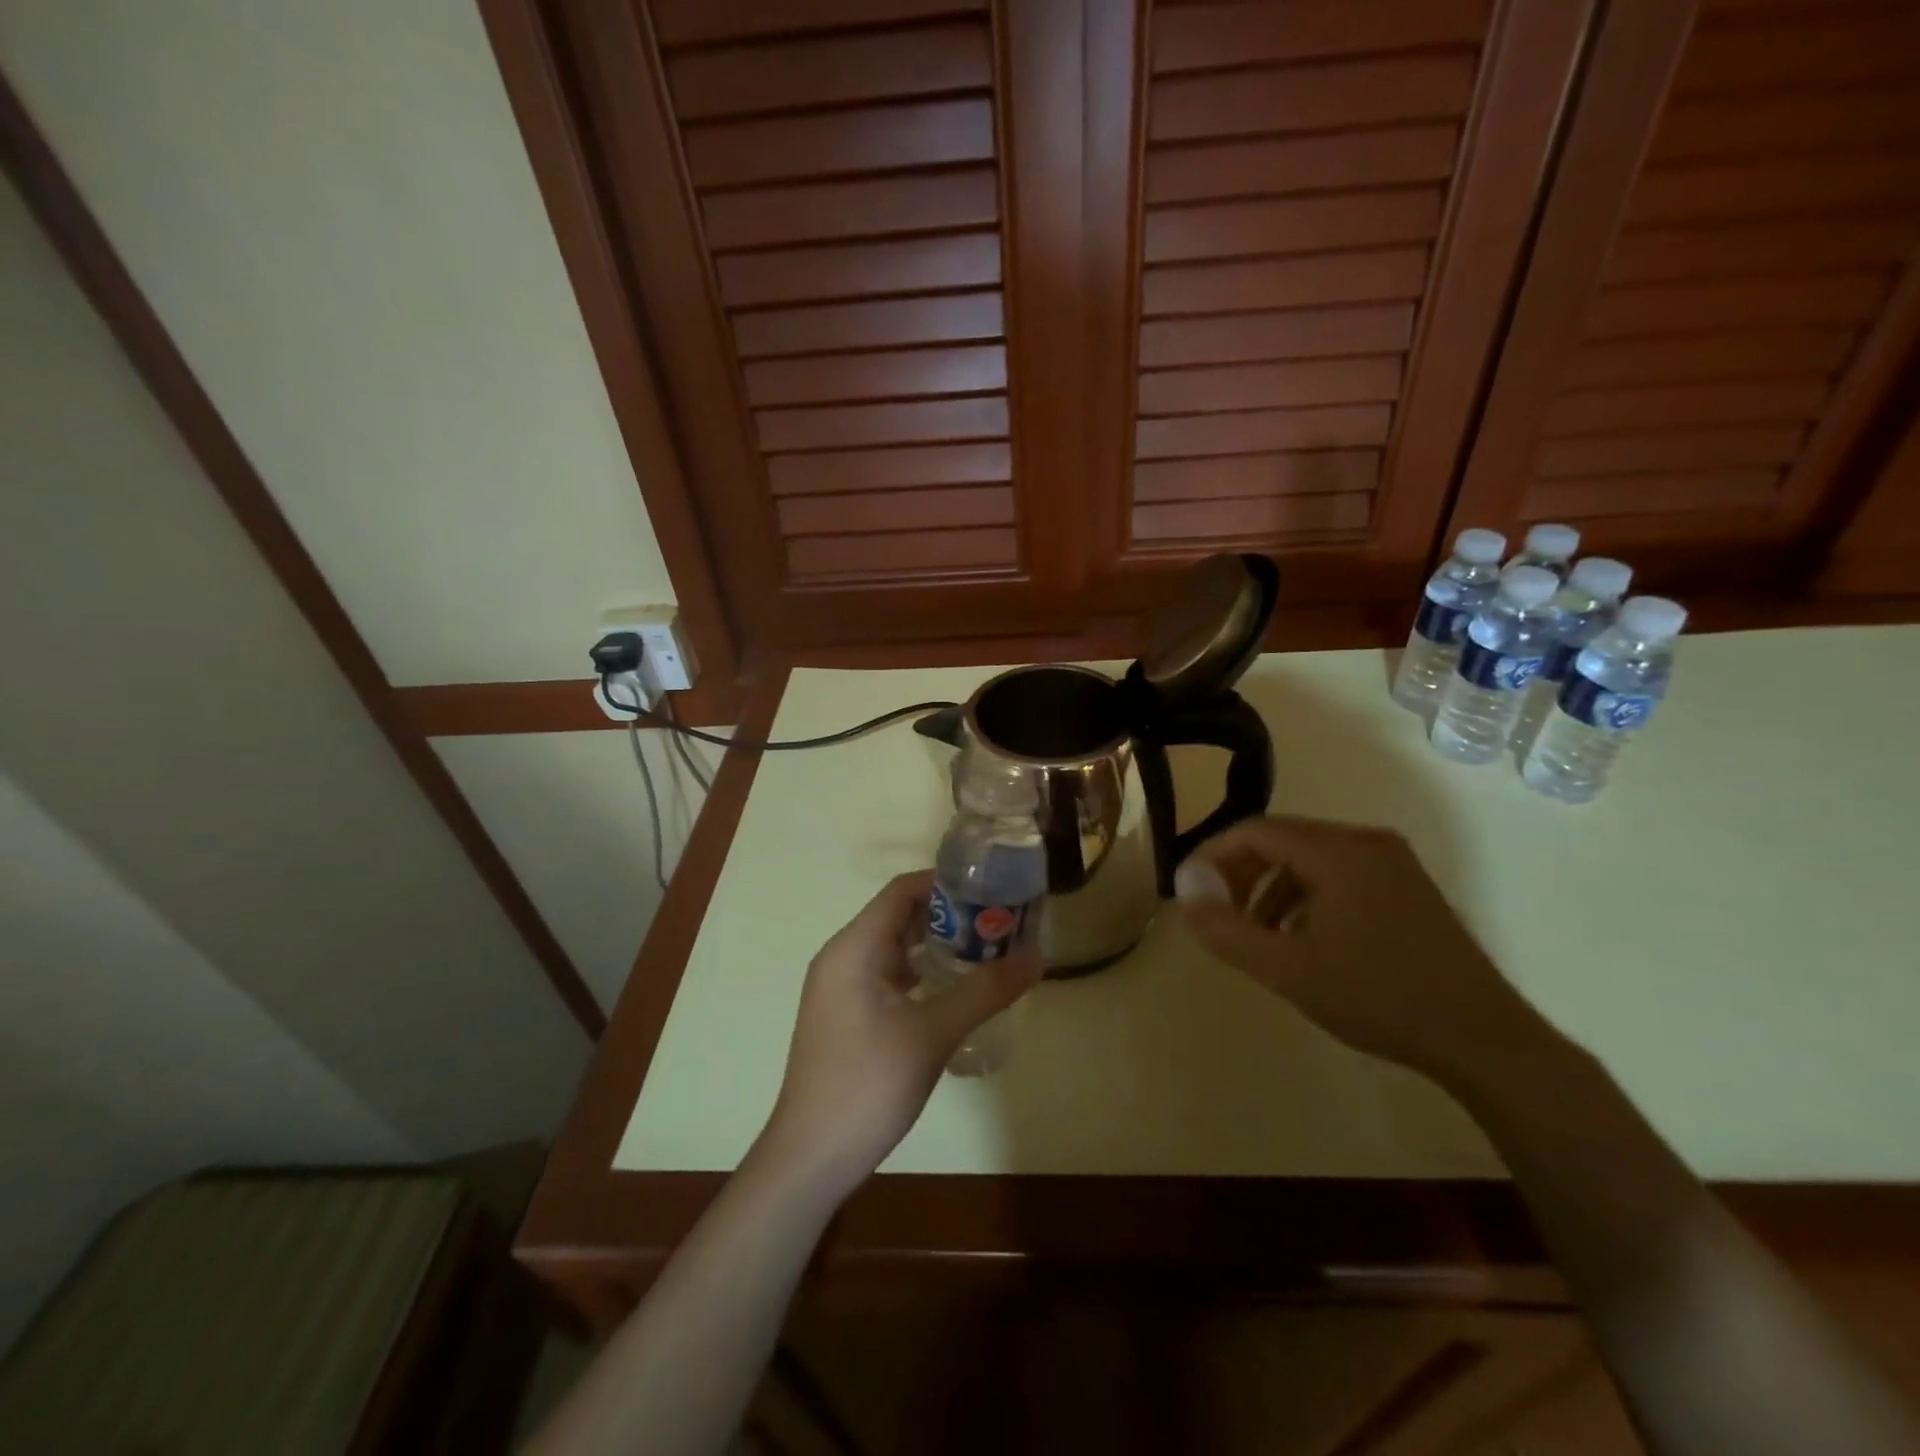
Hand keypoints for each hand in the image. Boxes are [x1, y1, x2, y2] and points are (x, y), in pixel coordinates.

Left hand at [759, 871, 1041, 1192]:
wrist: (812, 1157)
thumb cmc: (868, 1085)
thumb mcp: (934, 1033)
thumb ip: (985, 990)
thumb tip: (1037, 956)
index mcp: (853, 948)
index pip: (902, 891)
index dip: (946, 883)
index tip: (992, 889)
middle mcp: (842, 957)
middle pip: (899, 916)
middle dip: (949, 915)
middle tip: (1000, 922)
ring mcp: (841, 987)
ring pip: (894, 948)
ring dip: (937, 944)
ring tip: (987, 949)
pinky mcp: (846, 1013)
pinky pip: (887, 975)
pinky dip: (921, 972)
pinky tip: (955, 988)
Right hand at [1173, 815, 1550, 1080]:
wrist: (1483, 1040)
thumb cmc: (1379, 998)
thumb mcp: (1288, 970)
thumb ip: (1227, 930)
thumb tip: (1185, 893)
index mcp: (1338, 851)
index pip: (1256, 831)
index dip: (1213, 854)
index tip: (1190, 889)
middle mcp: (1366, 843)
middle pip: (1282, 840)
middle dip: (1241, 873)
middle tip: (1217, 912)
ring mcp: (1392, 863)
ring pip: (1309, 859)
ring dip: (1271, 889)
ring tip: (1254, 934)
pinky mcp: (1406, 887)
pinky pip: (1338, 875)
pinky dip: (1305, 897)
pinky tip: (1300, 940)